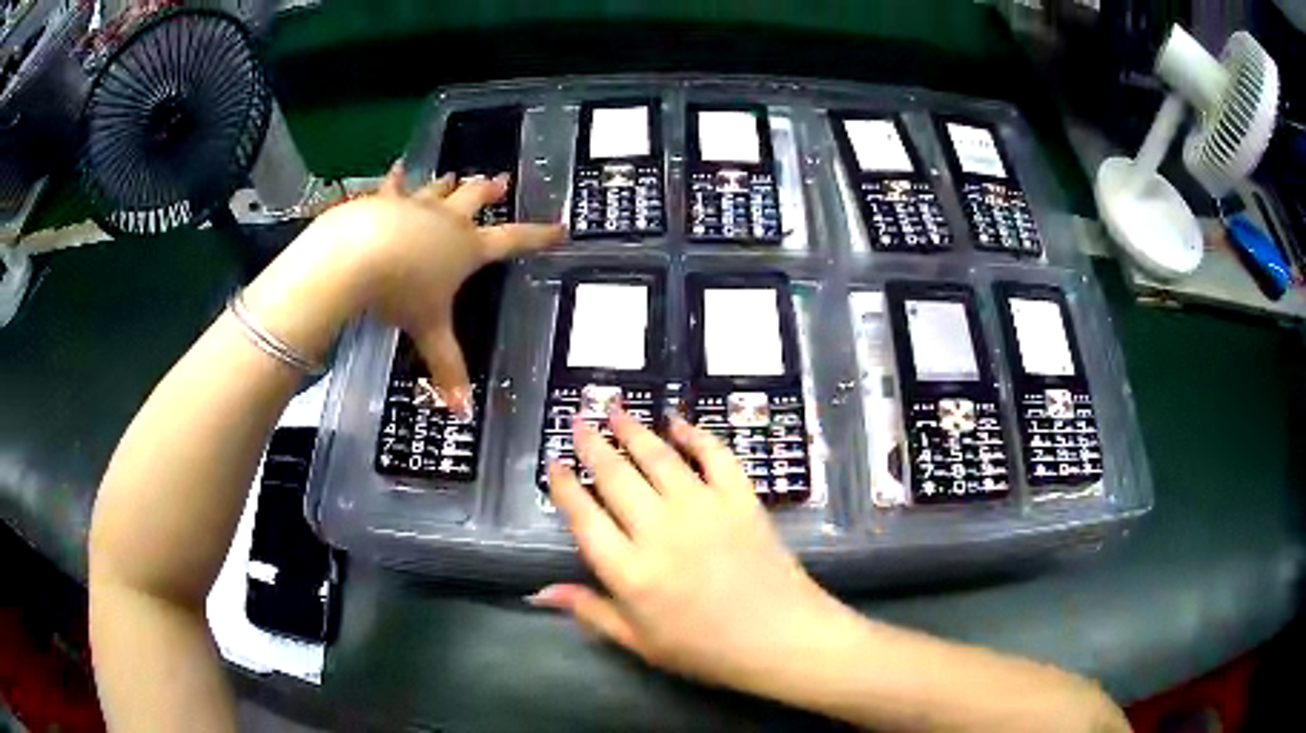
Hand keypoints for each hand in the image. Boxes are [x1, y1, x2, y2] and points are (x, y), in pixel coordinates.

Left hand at [302, 164, 563, 414]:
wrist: (356, 255)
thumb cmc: (401, 292)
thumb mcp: (428, 330)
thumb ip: (447, 367)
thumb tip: (464, 413)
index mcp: (467, 249)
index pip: (513, 241)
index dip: (538, 236)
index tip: (561, 228)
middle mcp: (447, 221)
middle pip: (476, 199)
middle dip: (490, 191)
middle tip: (502, 182)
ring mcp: (416, 206)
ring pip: (439, 189)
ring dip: (449, 183)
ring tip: (456, 174)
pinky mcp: (385, 201)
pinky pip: (394, 186)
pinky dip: (396, 179)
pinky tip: (396, 168)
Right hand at [533, 409, 848, 694]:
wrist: (780, 637)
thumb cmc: (705, 648)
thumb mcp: (639, 642)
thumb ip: (589, 611)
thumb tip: (539, 592)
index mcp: (629, 570)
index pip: (584, 517)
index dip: (564, 486)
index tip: (553, 463)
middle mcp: (660, 529)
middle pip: (615, 476)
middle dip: (592, 444)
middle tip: (579, 421)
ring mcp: (703, 508)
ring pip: (658, 457)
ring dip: (633, 430)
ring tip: (615, 409)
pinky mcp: (740, 498)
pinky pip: (714, 455)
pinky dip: (694, 433)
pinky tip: (677, 420)